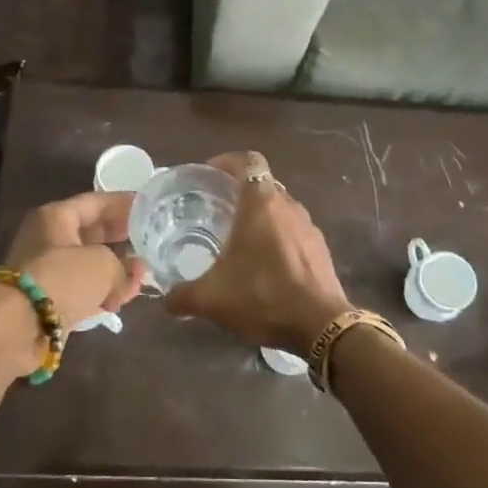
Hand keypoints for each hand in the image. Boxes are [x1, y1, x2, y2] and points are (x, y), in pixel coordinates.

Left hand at [1, 190, 147, 326]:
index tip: (151, 209)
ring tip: (143, 278)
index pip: (97, 202)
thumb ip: (125, 266)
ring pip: (89, 263)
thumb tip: (134, 275)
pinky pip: (82, 289)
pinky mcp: (48, 299)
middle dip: (124, 240)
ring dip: (117, 270)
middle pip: (93, 233)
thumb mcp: (104, 264)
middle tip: (152, 242)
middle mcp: (48, 238)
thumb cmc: (62, 278)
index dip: (126, 205)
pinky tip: (123, 299)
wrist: (19, 326)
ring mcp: (47, 270)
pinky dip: (102, 292)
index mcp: (56, 217)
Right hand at [165, 151, 351, 353]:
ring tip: (238, 239)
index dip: (227, 161)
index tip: (209, 175)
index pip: (248, 161)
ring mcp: (309, 227)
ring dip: (260, 217)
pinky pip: (294, 231)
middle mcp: (288, 206)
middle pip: (262, 184)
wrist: (320, 326)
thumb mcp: (212, 299)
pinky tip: (264, 265)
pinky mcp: (320, 249)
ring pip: (280, 209)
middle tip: (215, 210)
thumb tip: (166, 299)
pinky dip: (277, 238)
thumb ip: (182, 296)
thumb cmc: (262, 297)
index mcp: (261, 203)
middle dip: (239, 192)